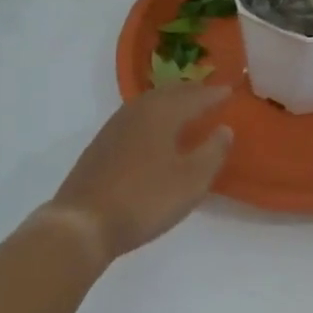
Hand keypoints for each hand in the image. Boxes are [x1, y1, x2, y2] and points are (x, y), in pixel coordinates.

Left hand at [46, 84, 233, 262]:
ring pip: (151, 102)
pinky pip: (137, 116)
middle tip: (209, 94)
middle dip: (191, 91)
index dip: (213, 94)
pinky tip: (154, 129)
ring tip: (186, 107)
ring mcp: (116, 125)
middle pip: (170, 93)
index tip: (230, 90)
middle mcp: (139, 110)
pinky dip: (154, 114)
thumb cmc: (144, 200)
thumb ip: (212, 152)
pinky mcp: (102, 143)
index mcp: (162, 113)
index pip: (194, 96)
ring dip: (171, 100)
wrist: (83, 222)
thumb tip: (225, 129)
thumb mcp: (190, 181)